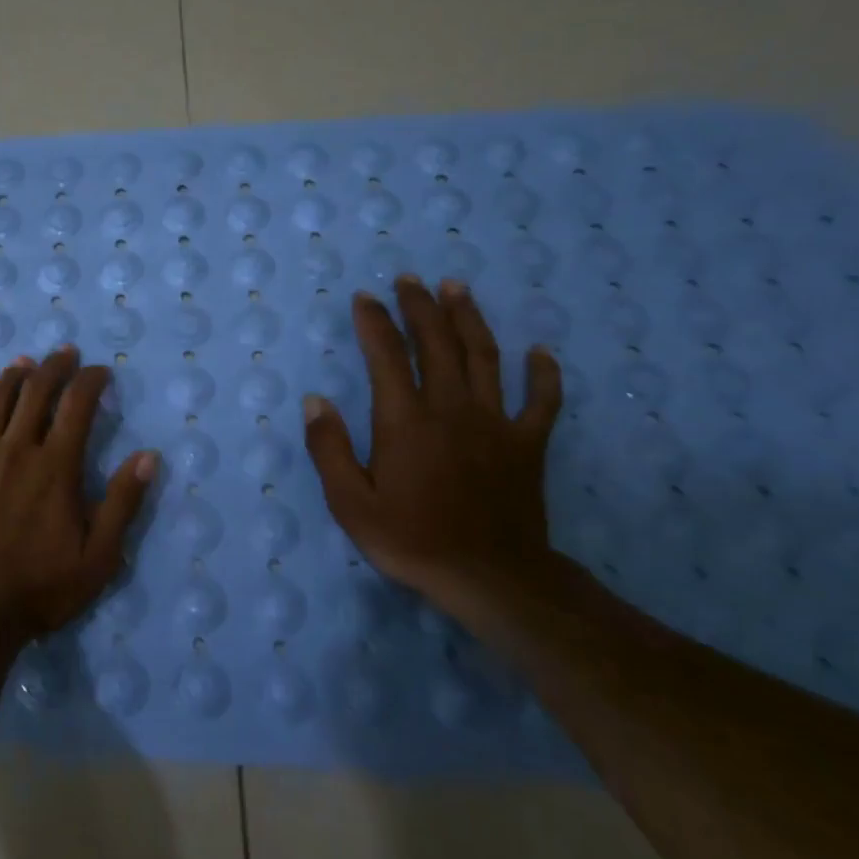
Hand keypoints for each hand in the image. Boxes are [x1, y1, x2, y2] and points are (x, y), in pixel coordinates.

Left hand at [0, 347, 157, 641]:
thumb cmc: (39, 587)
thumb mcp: (98, 556)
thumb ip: (123, 503)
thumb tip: (147, 456)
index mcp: (55, 466)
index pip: (77, 405)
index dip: (91, 380)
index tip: (100, 371)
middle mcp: (15, 450)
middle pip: (34, 392)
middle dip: (54, 366)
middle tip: (64, 353)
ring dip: (12, 377)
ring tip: (24, 363)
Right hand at [303, 277, 562, 610]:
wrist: (489, 578)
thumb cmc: (410, 539)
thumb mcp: (350, 502)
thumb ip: (329, 448)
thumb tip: (315, 400)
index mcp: (404, 420)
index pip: (386, 356)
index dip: (374, 322)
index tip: (364, 298)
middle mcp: (449, 408)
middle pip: (436, 343)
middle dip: (421, 307)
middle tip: (410, 279)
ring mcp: (494, 423)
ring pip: (484, 357)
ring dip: (469, 318)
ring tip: (457, 288)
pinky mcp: (527, 444)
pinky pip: (541, 401)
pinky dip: (543, 374)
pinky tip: (541, 351)